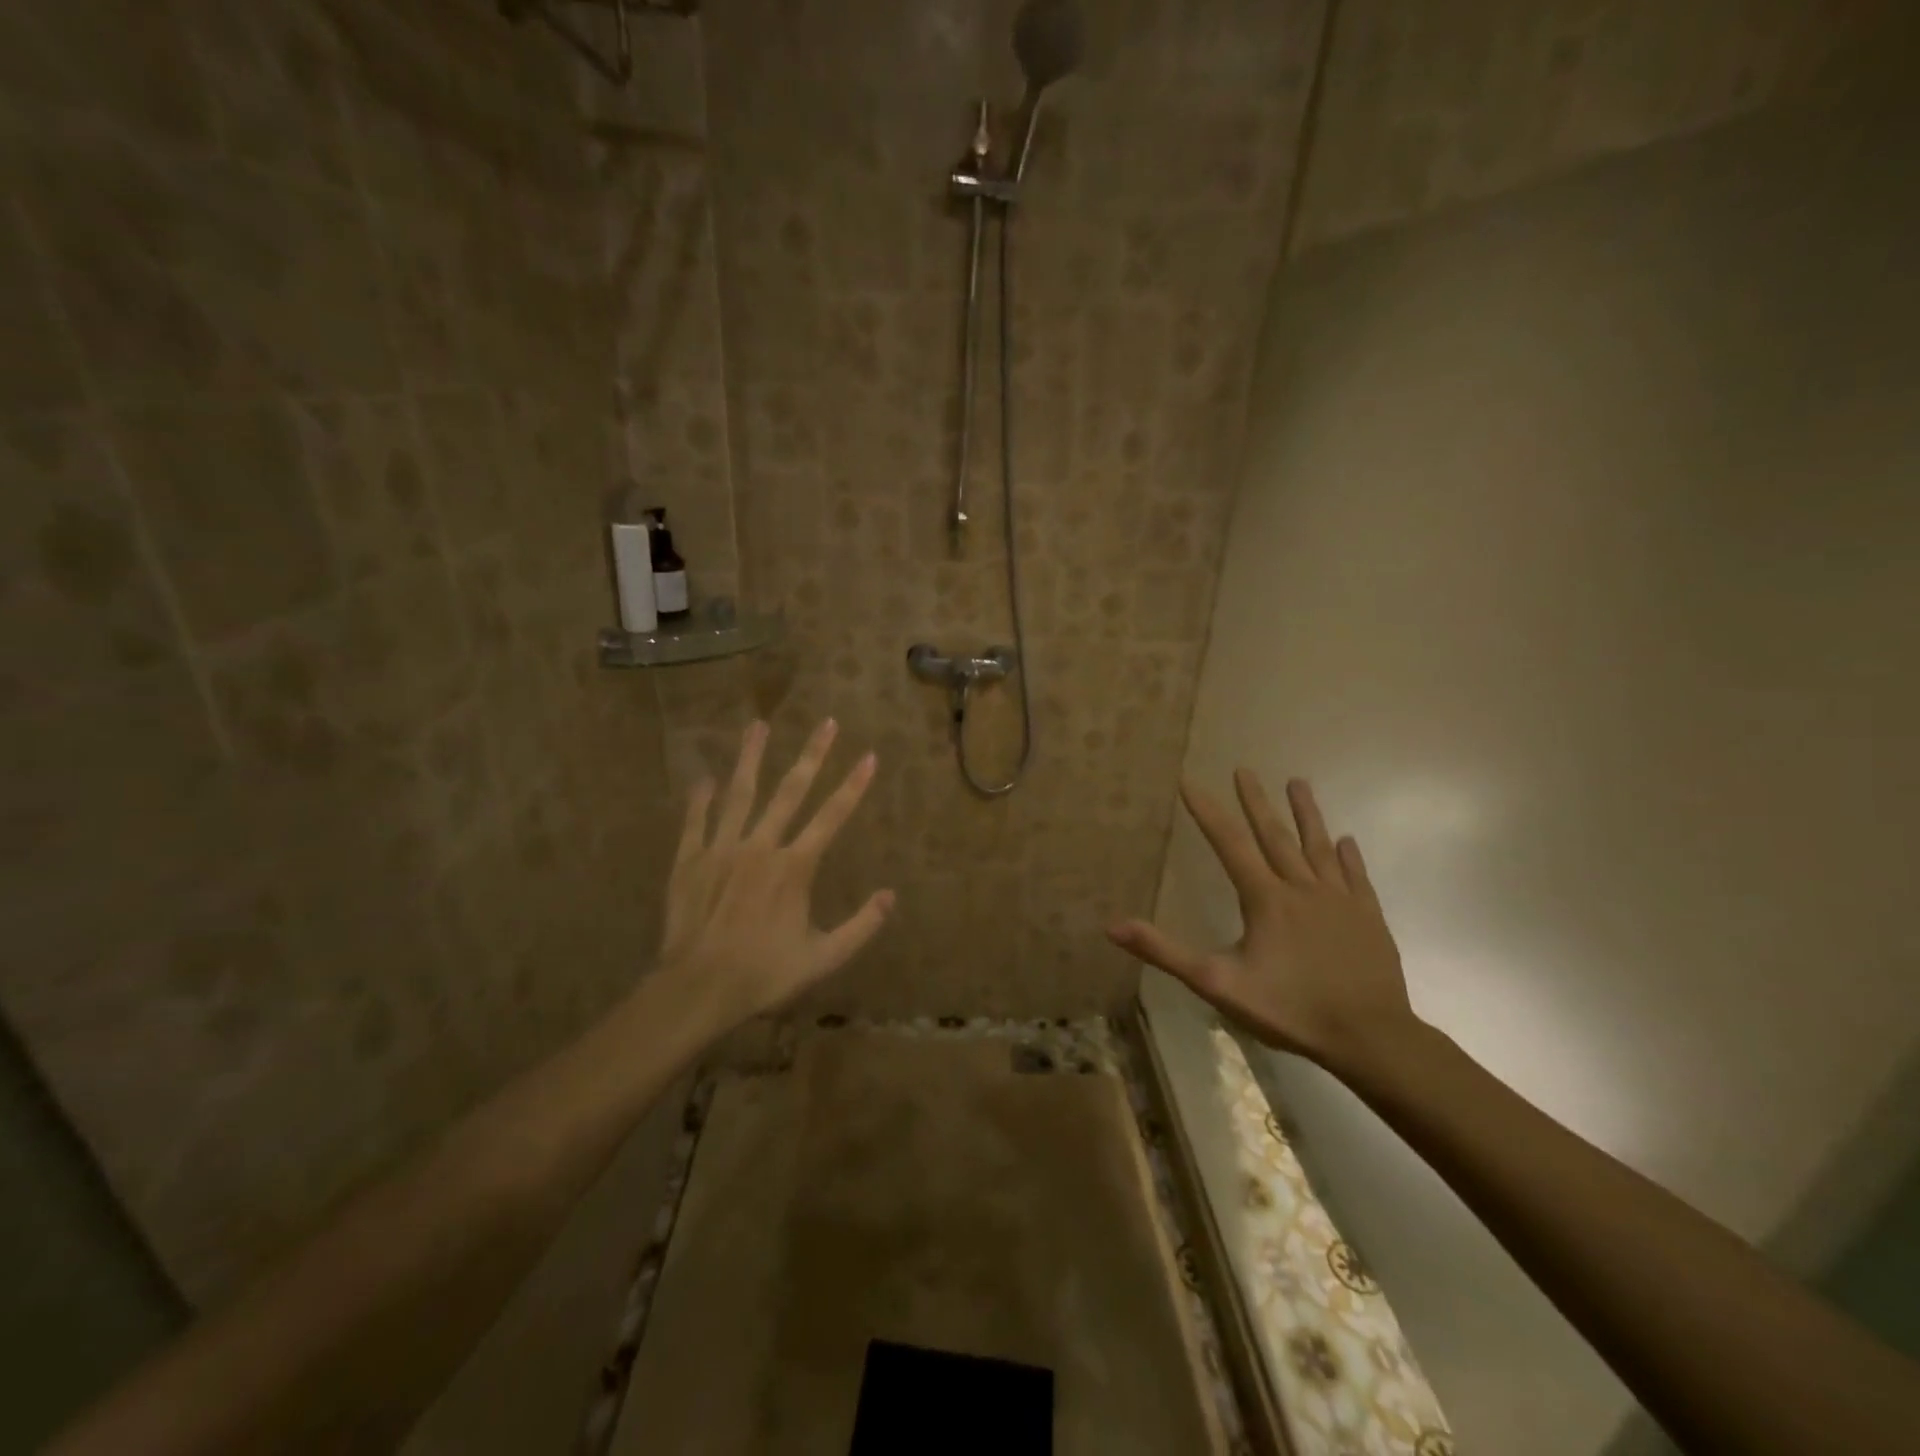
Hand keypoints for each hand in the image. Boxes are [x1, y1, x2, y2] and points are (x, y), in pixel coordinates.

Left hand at [659, 718, 892, 1031]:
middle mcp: (760, 846)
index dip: (854, 785)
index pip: (832, 816)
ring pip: (740, 794)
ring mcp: (721, 849)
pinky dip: (701, 799)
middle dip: (812, 754)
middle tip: (826, 721)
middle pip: (790, 791)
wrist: (697, 989)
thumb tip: (890, 896)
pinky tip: (705, 778)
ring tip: (758, 725)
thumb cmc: (764, 974)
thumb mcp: (823, 958)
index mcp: (795, 866)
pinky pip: (696, 822)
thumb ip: (861, 926)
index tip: (869, 756)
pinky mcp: (689, 861)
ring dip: (752, 757)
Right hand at [1108, 771, 1419, 1069]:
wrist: (1369, 1037)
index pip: (1228, 843)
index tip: (1189, 781)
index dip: (1206, 811)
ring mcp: (1340, 900)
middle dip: (1256, 802)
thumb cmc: (1289, 1009)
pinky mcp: (1368, 917)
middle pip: (1275, 836)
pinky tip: (1347, 841)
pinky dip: (1350, 857)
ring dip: (1306, 814)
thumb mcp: (1216, 982)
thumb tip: (1113, 926)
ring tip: (1298, 783)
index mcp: (1265, 898)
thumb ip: (1164, 952)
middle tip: (1245, 769)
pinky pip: (1356, 878)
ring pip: (1319, 847)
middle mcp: (1302, 888)